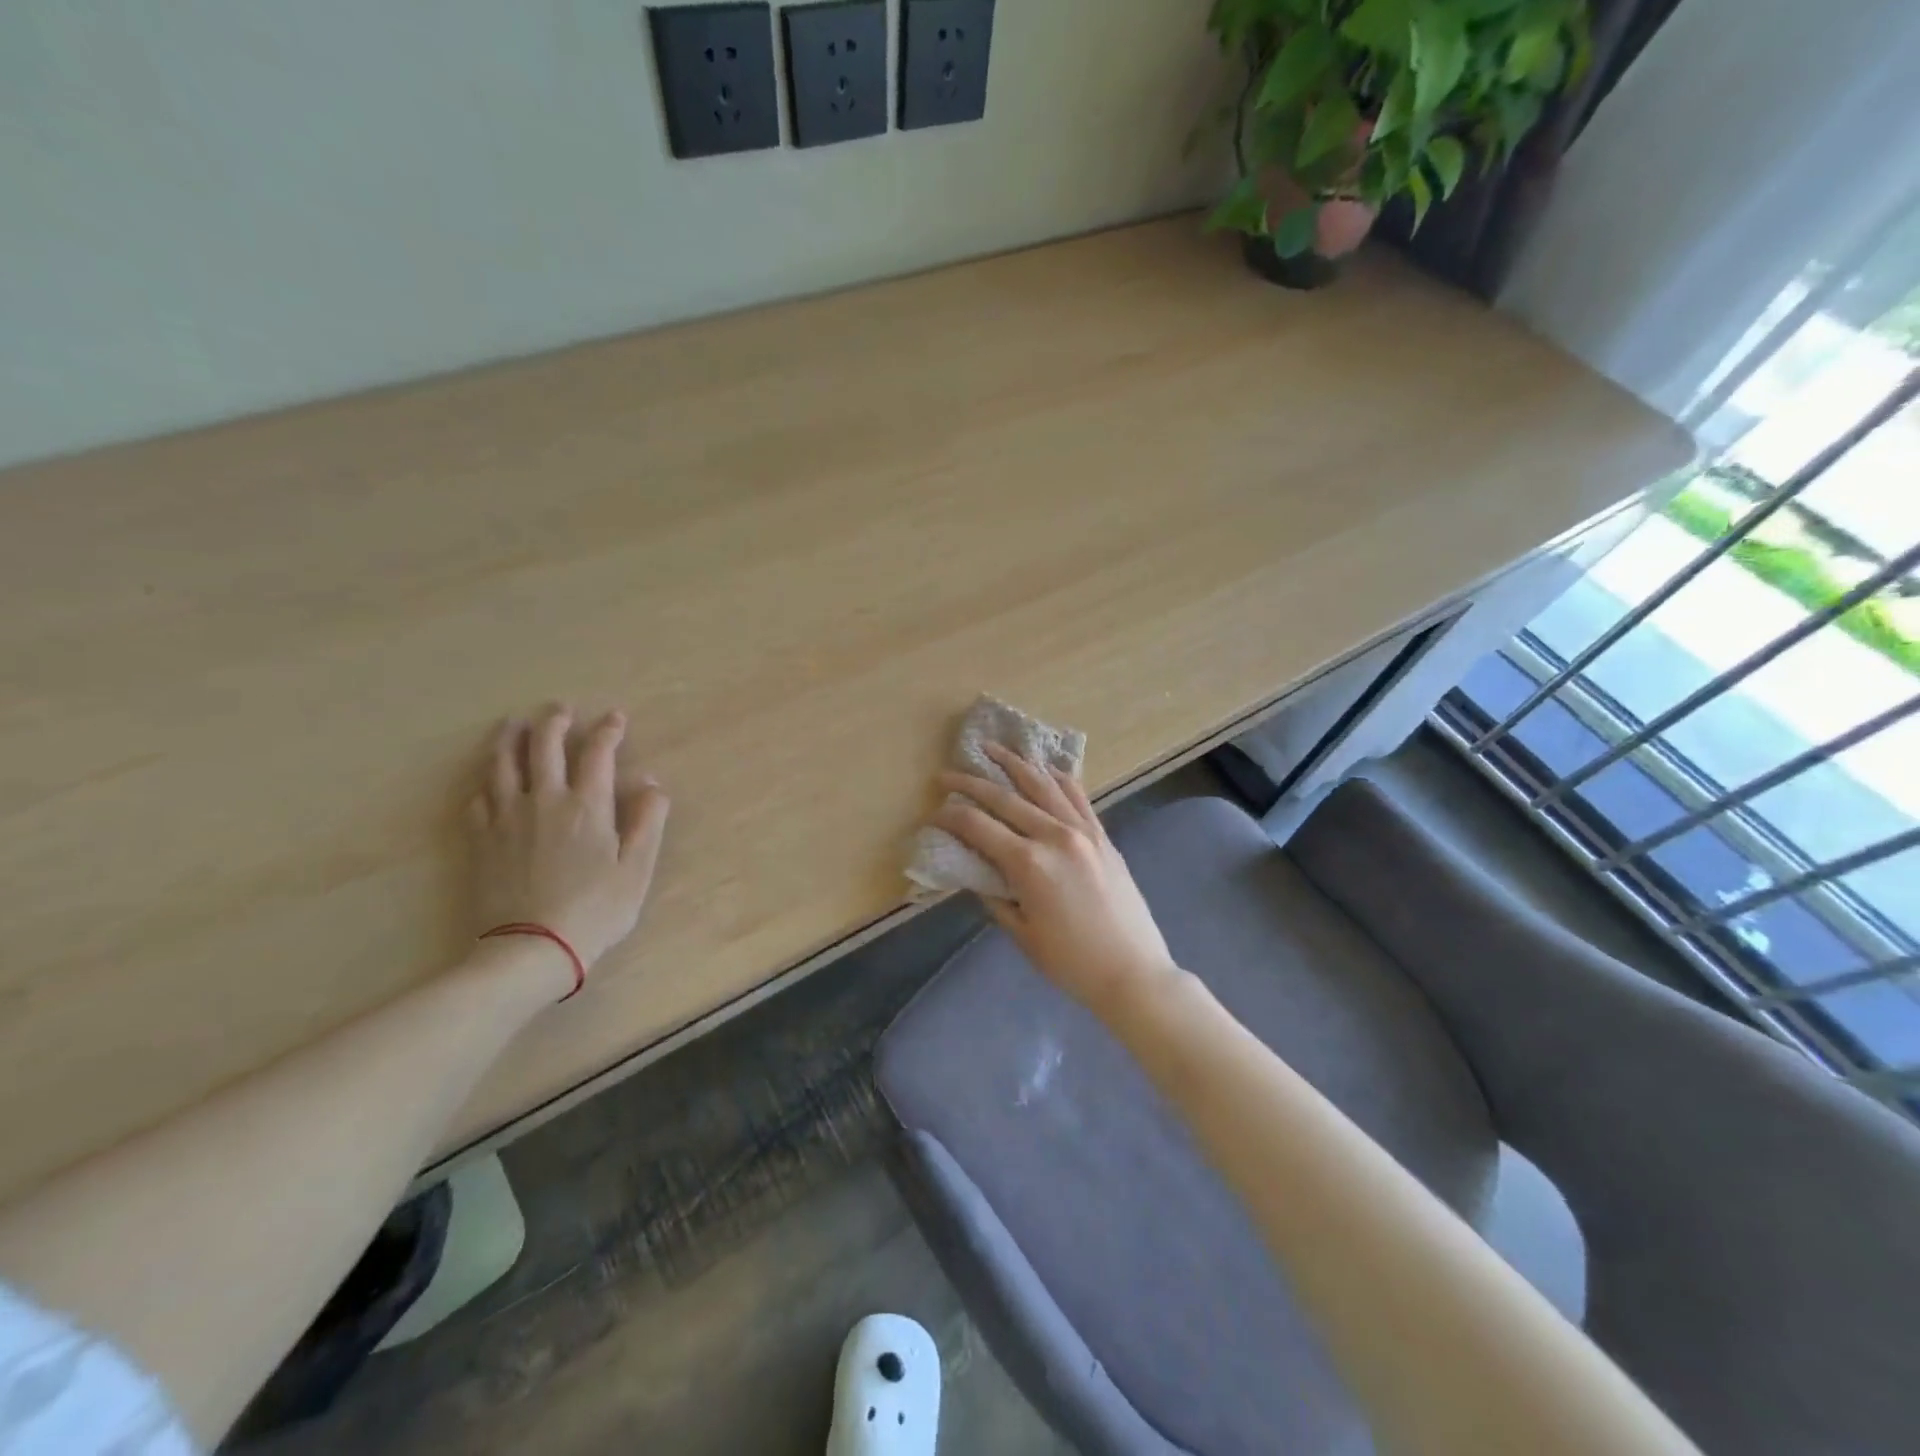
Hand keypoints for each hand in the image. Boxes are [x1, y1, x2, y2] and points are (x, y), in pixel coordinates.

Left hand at [468, 705, 670, 983]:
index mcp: (587, 805)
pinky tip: (488, 781)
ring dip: (510, 738)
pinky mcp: (480, 840)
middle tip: (560, 708)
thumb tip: (651, 783)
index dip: (608, 730)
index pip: (598, 752)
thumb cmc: (595, 910)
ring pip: (503, 764)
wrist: (530, 949)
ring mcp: (506, 818)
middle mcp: (544, 800)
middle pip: (544, 746)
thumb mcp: (637, 868)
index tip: (616, 717)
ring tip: (513, 724)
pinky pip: (478, 798)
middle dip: (554, 721)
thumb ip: (647, 821)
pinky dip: (485, 782)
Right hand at [933, 742, 1178, 1013]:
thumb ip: (995, 896)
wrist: (1133, 972)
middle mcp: (1055, 835)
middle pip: (1005, 798)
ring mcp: (1083, 831)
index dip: (951, 817)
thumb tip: (976, 870)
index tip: (934, 813)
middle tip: (947, 774)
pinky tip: (1043, 767)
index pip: (979, 826)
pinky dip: (1057, 777)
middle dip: (971, 783)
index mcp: (1029, 864)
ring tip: (992, 749)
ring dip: (1014, 763)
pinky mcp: (1103, 834)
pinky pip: (1077, 795)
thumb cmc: (1071, 963)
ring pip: (1042, 784)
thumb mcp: (1022, 934)